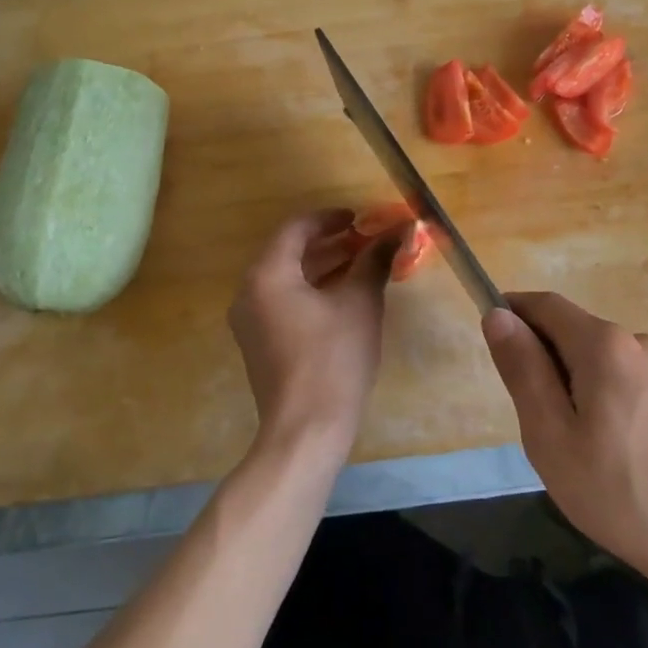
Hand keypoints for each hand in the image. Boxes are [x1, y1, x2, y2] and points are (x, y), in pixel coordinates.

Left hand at [228, 210, 402, 472]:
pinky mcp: (259, 344)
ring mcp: (250, 321)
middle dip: (330, 243)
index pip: (295, 229)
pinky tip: (343, 297)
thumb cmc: (333, 358)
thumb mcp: (360, 303)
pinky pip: (284, 302)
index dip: (330, 218)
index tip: (361, 218)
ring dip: (323, 266)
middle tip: (366, 240)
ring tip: (361, 264)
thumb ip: (375, 261)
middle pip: (289, 252)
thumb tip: (398, 231)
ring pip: (287, 279)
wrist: (306, 429)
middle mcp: (249, 292)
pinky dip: (311, 291)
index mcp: (267, 275)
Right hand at [482, 293, 647, 584]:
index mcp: (605, 344)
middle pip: (573, 332)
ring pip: (597, 361)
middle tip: (535, 425)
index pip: (546, 305)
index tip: (493, 347)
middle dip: (542, 361)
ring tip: (574, 451)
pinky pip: (623, 381)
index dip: (512, 312)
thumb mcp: (551, 436)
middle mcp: (640, 342)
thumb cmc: (620, 493)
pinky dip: (600, 400)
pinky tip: (610, 455)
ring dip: (571, 386)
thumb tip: (498, 315)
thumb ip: (523, 369)